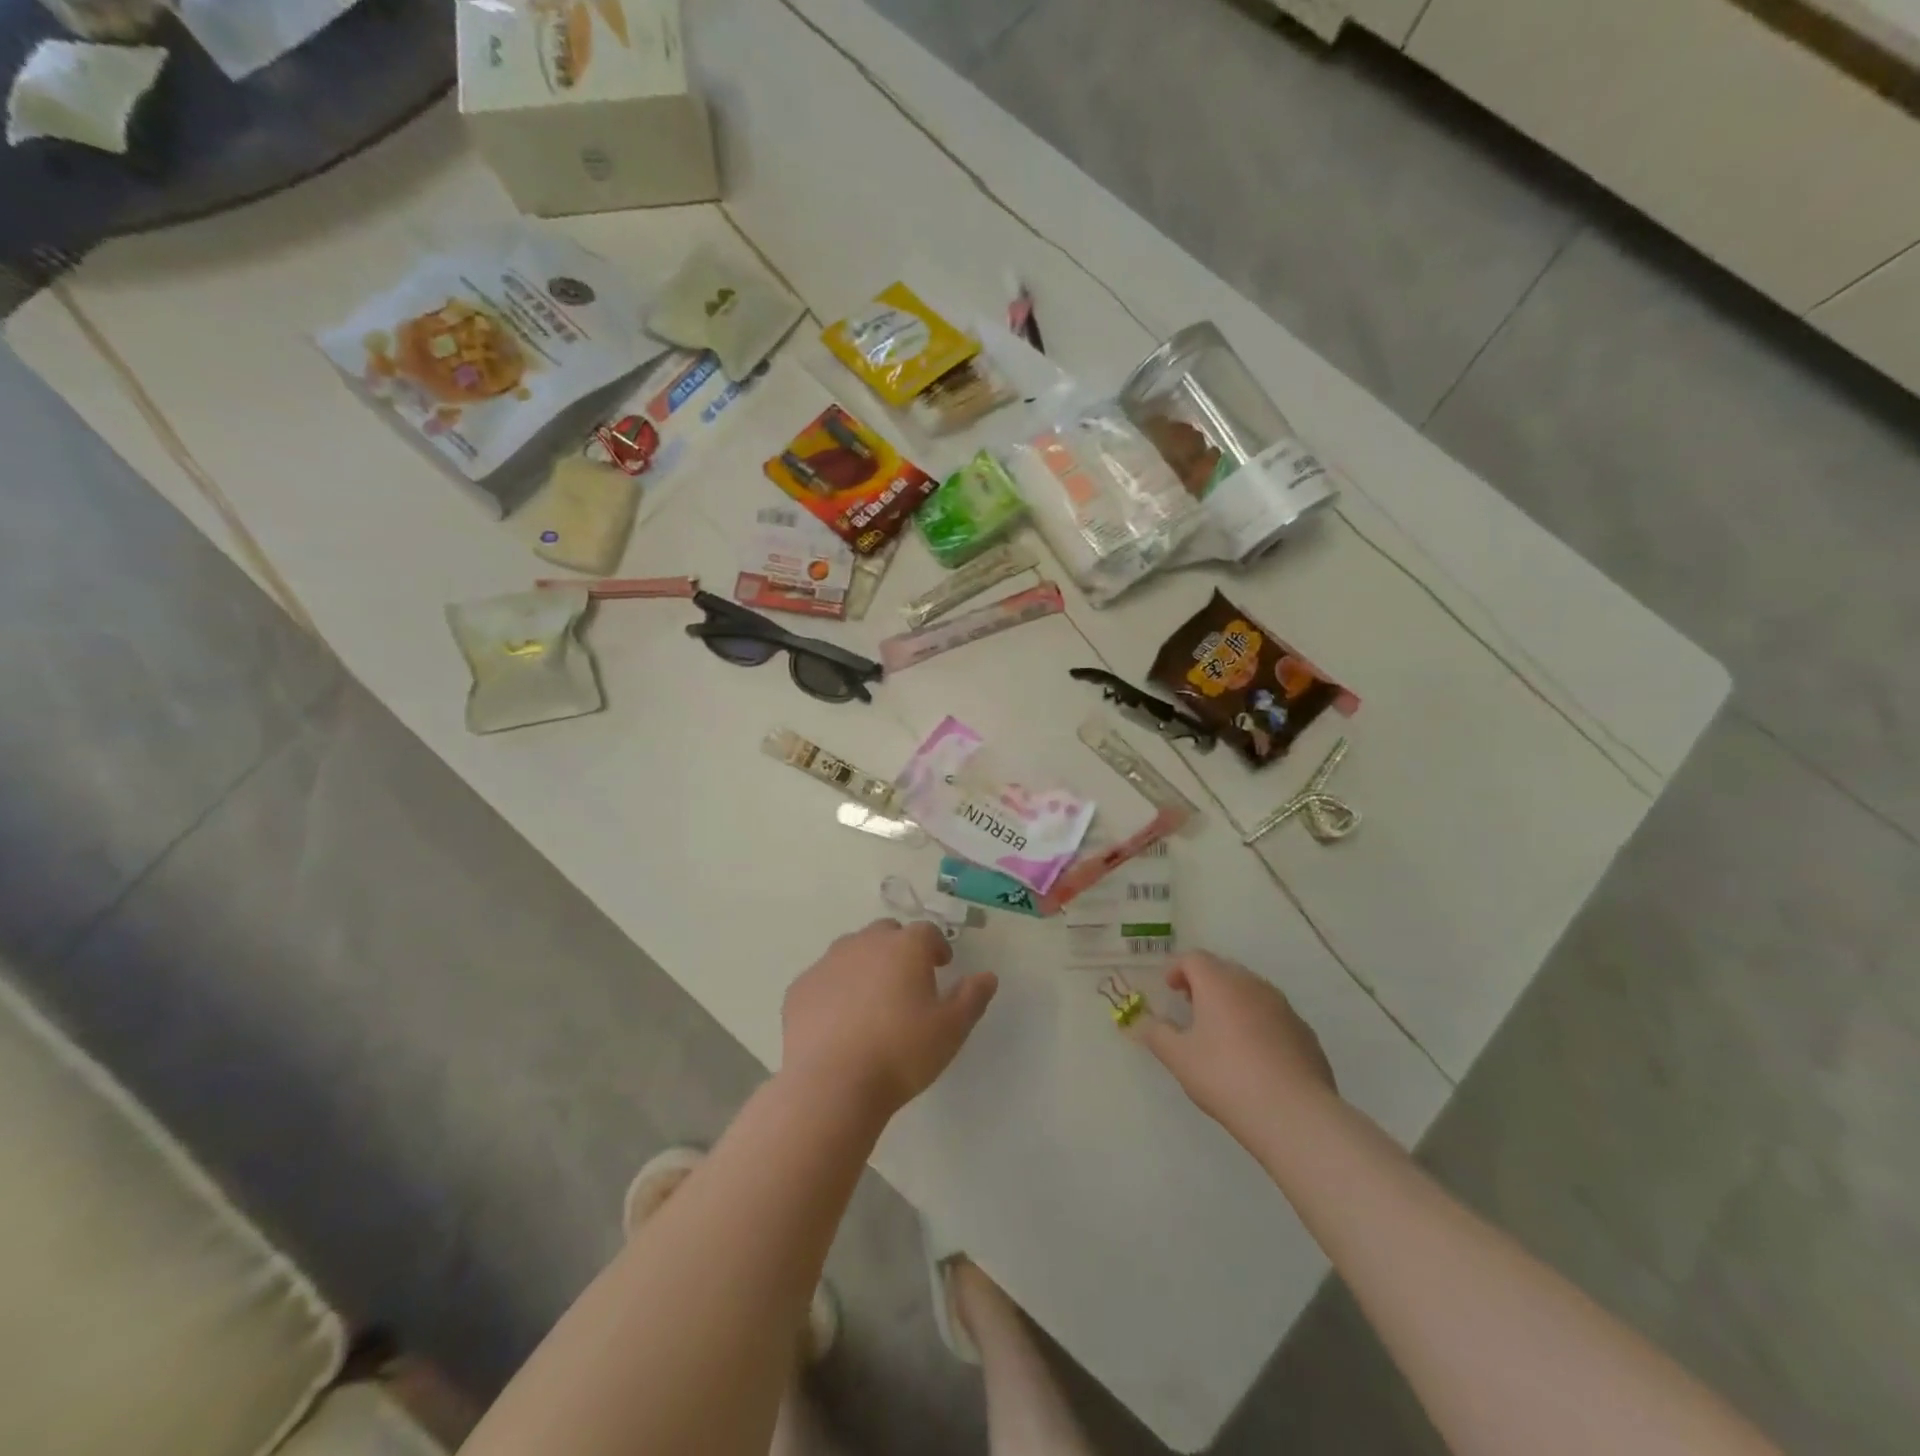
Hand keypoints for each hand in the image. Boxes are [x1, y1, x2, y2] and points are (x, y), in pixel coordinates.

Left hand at [782, 919, 999, 1119]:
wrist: (832, 1084)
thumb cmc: (901, 1053)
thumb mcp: (951, 1030)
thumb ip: (972, 997)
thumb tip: (987, 976)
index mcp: (905, 947)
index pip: (926, 932)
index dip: (936, 946)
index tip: (942, 966)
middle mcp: (865, 943)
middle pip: (886, 933)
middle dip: (899, 948)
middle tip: (907, 980)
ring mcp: (828, 962)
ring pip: (852, 950)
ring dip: (865, 964)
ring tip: (871, 999)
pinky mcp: (800, 988)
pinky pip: (824, 978)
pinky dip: (835, 988)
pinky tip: (838, 1019)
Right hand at [1133, 951, 1336, 1128]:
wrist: (1293, 1113)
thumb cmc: (1225, 1077)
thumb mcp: (1178, 1058)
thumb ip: (1156, 1034)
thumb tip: (1143, 1022)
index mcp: (1219, 983)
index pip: (1194, 958)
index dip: (1177, 968)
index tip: (1169, 989)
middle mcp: (1252, 985)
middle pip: (1223, 970)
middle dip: (1204, 982)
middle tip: (1191, 1006)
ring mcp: (1283, 1007)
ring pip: (1251, 991)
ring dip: (1232, 1001)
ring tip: (1221, 1031)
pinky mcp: (1304, 1032)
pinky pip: (1273, 1016)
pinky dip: (1257, 1022)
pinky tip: (1254, 1055)